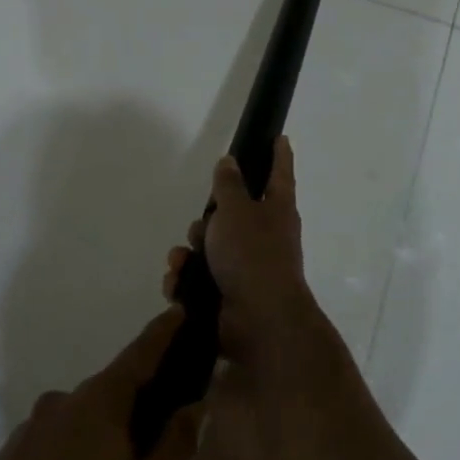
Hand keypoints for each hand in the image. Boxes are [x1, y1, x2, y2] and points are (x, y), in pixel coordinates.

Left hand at [0, 308, 200, 459]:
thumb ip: (175, 444)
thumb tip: (194, 402)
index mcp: (99, 403)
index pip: (141, 353)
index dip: (164, 332)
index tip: (181, 309)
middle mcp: (61, 404)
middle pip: (111, 392)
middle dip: (138, 405)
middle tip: (159, 443)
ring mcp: (28, 432)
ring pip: (80, 423)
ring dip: (102, 440)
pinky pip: (52, 448)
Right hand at [163, 136, 310, 323]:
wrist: (257, 321)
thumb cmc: (252, 255)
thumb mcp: (236, 210)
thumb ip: (229, 185)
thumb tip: (230, 162)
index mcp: (277, 210)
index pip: (279, 173)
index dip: (278, 155)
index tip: (280, 138)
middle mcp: (265, 237)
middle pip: (230, 215)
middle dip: (207, 221)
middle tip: (202, 229)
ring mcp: (246, 268)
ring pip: (208, 248)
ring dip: (190, 254)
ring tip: (184, 263)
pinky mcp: (228, 295)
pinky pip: (199, 279)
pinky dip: (186, 281)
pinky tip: (179, 286)